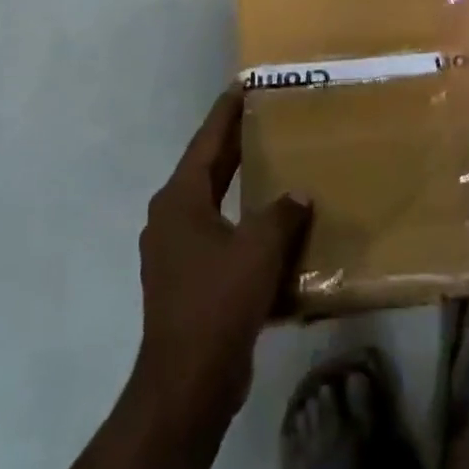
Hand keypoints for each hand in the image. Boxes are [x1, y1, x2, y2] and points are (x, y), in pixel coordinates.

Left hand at [134, 86, 312, 424]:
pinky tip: (271, 220)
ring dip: (240, 181)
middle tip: (266, 115)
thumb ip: (282, 213)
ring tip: (273, 160)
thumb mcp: (259, 248)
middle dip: (235, 143)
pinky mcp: (188, 278)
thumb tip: (298, 195)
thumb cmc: (218, 302)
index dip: (226, 113)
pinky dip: (242, 218)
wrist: (188, 383)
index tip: (243, 85)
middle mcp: (171, 218)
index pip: (205, 142)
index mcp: (180, 200)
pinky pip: (219, 232)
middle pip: (207, 168)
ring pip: (213, 201)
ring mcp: (176, 251)